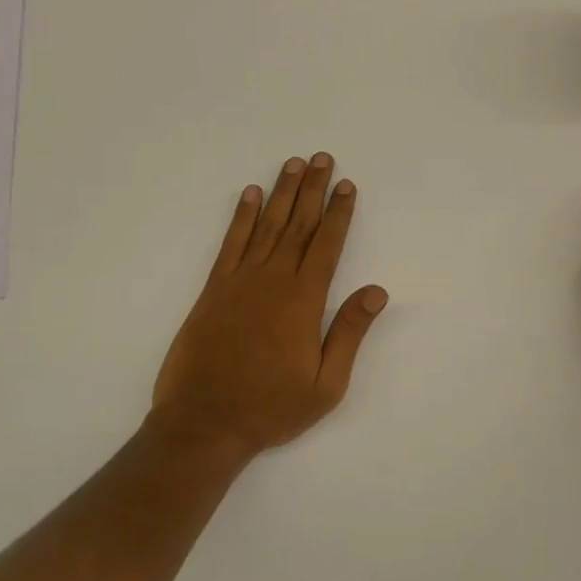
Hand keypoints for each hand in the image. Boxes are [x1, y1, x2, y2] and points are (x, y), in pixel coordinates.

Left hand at [151, 153, 388, 463]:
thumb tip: (376, 291)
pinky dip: (241, 217)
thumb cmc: (270, 408)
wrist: (204, 423)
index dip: (338, 213)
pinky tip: (249, 195)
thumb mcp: (325, 384)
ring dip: (281, 193)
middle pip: (298, 224)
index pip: (326, 245)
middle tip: (322, 158)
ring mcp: (239, 281)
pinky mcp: (213, 289)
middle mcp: (272, 280)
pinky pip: (230, 243)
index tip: (346, 185)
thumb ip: (348, 333)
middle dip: (312, 190)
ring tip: (293, 164)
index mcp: (303, 301)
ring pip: (266, 226)